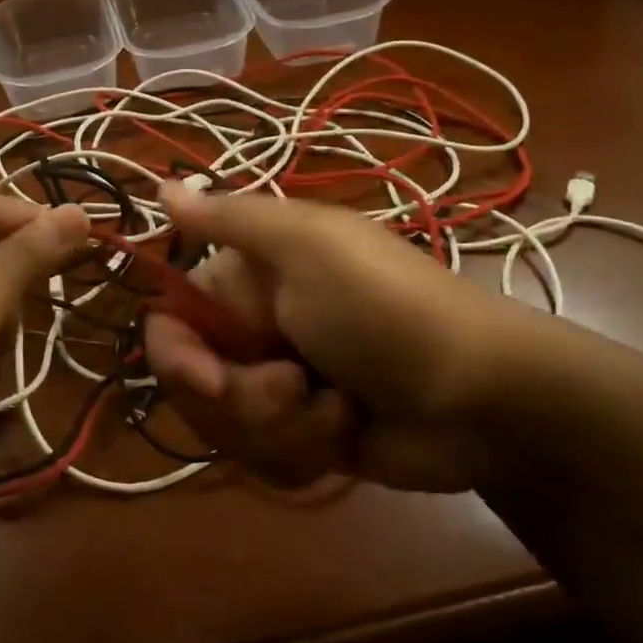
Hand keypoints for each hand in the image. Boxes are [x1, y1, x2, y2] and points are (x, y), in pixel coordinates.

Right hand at [144, 187, 554, 493]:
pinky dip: (306, 449)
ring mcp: (277, 386)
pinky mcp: (303, 434)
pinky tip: (349, 431)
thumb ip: (227, 218)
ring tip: (341, 410)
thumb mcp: (306, 246)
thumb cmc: (386, 309)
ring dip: (283, 427)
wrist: (483, 398)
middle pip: (193, 386)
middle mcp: (252, 330)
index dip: (177, 358)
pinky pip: (264, 458)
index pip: (168, 323)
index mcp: (245, 280)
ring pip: (227, 429)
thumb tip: (159, 184)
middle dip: (243, 401)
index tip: (212, 380)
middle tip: (297, 386)